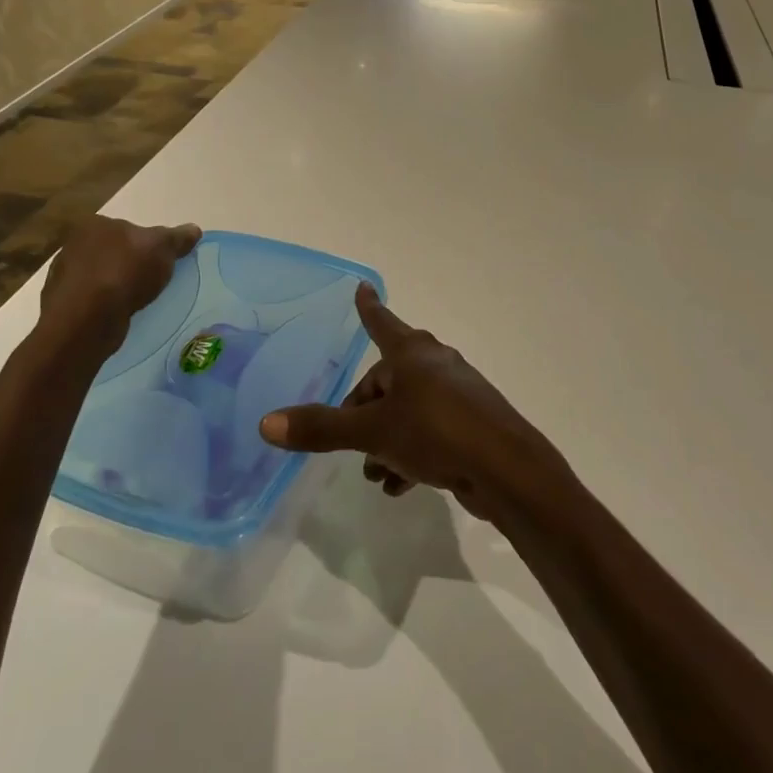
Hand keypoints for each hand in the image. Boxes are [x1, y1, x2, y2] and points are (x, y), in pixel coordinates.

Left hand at [31, 215, 199, 360]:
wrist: (87, 319)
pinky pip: (91, 299)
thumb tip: (194, 230)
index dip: (145, 244)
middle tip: (150, 281)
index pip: (127, 229)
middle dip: (129, 264)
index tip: (158, 261)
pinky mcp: (61, 303)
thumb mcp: (162, 249)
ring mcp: (64, 274)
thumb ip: (177, 238)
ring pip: (100, 276)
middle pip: (113, 251)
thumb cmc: (125, 272)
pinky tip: (117, 315)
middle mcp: (74, 244)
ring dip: (115, 286)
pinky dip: (103, 305)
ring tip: (135, 302)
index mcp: (96, 224)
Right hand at [259, 284, 570, 523]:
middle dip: (364, 411)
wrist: (506, 469)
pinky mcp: (470, 424)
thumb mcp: (373, 431)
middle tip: (347, 440)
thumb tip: (266, 422)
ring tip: (373, 474)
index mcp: (412, 354)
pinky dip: (410, 452)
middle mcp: (435, 365)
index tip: (362, 287)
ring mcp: (457, 394)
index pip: (381, 322)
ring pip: (408, 410)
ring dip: (385, 439)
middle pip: (388, 379)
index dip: (367, 308)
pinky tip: (399, 486)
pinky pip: (429, 431)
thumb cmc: (436, 433)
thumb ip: (322, 427)